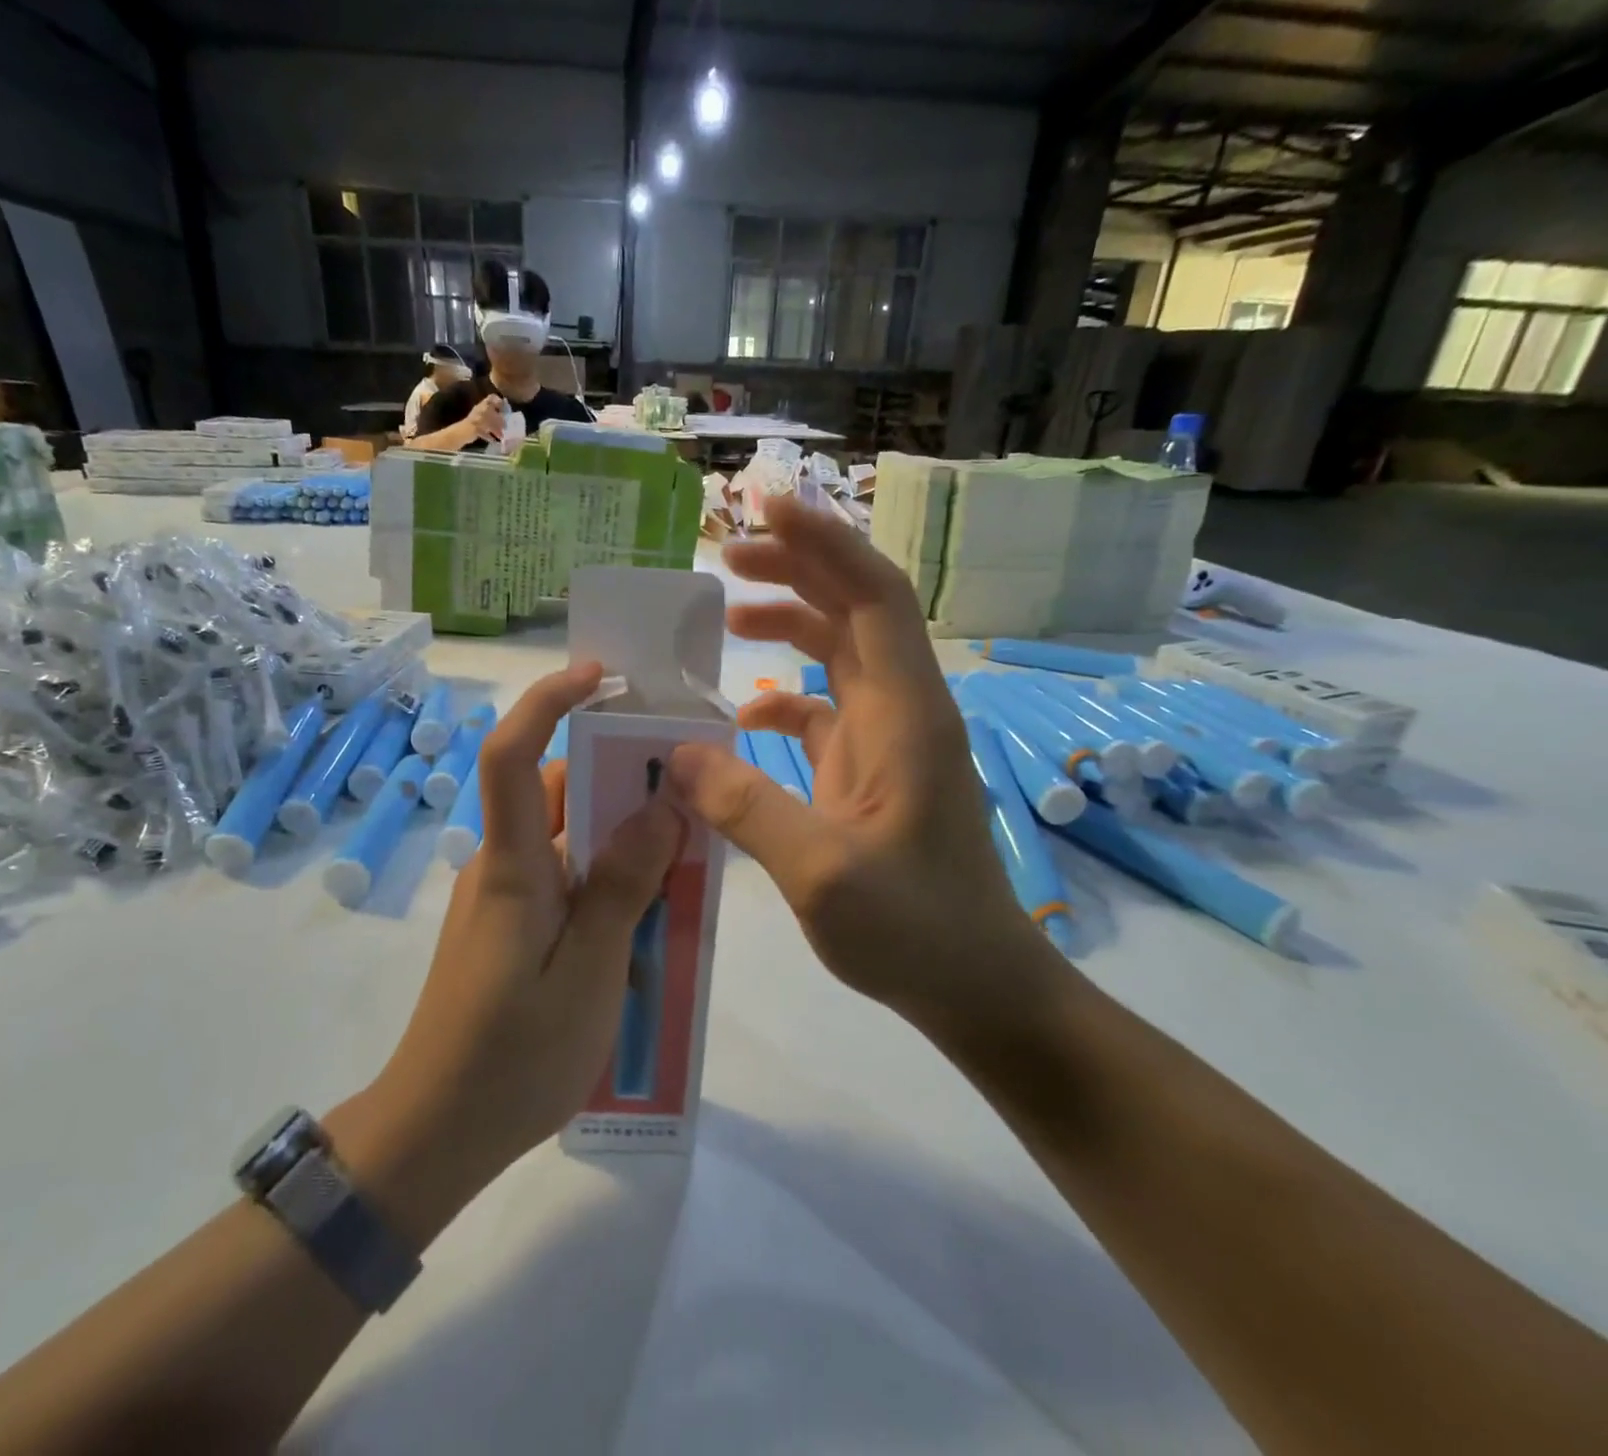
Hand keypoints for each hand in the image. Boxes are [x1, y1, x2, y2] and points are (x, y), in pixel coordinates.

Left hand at [332, 663, 679, 1241]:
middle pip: (555, 790)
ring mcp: (506, 898)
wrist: (439, 1130)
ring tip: (685, 846)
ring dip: (620, 829)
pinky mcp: (514, 927)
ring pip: (568, 836)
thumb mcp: (589, 971)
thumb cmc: (514, 1056)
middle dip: (616, 770)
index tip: (598, 676)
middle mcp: (504, 867)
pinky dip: (609, 871)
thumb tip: (660, 807)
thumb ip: (623, 885)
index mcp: (513, 867)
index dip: (548, 704)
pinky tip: (652, 907)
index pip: (513, 756)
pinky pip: (567, 877)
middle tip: (685, 777)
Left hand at [465, 392, 505, 442]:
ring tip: (501, 435)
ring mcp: (478, 419)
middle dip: (499, 419)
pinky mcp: (475, 428)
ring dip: (495, 428)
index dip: (500, 402)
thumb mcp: (493, 419)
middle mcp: (481, 410)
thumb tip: (505, 422)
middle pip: (492, 412)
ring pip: (489, 422)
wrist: (466, 431)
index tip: (506, 409)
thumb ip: (500, 419)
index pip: (493, 398)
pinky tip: (494, 440)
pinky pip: (484, 430)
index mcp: (484, 405)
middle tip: (505, 425)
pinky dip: (489, 435)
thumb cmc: (480, 422)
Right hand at [668, 494, 1064, 1040]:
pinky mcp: (872, 772)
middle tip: (728, 557)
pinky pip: (825, 710)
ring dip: (789, 626)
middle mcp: (903, 712)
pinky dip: (783, 698)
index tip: (767, 510)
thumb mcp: (821, 874)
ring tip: (726, 617)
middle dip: (797, 571)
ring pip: (839, 655)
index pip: (873, 597)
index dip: (825, 545)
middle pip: (855, 611)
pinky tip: (742, 716)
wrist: (979, 986)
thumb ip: (745, 806)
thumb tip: (674, 753)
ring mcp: (889, 742)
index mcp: (906, 715)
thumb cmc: (916, 931)